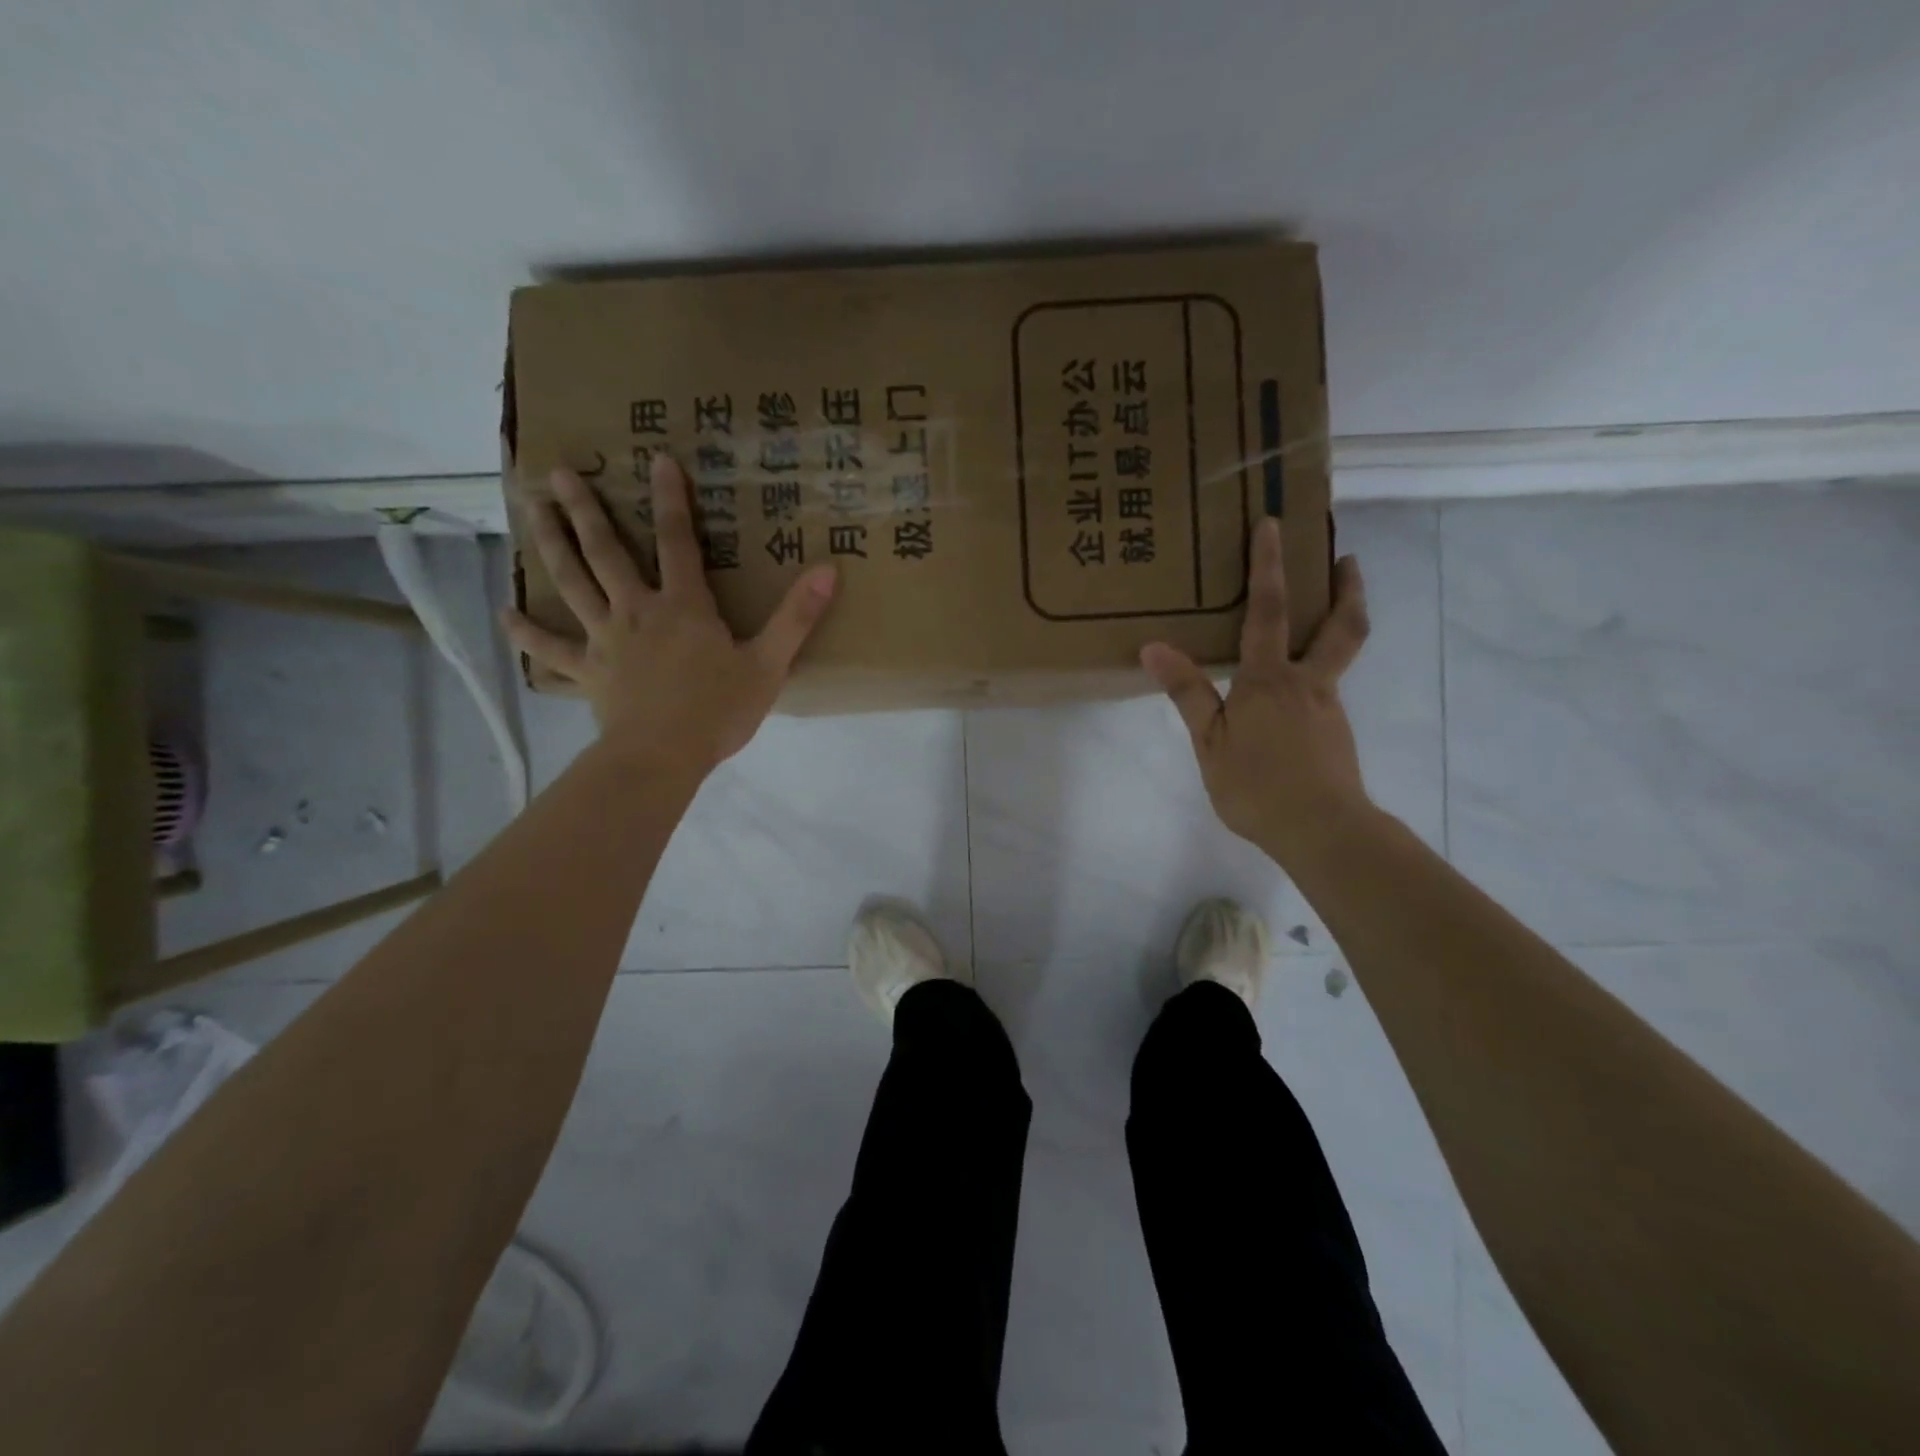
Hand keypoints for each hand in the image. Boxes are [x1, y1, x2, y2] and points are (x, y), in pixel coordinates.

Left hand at [505, 456, 836, 779]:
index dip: (670, 500)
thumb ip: (797, 617)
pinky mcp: (588, 672)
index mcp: (683, 606)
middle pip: (606, 552)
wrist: (663, 756)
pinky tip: (504, 613)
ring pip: (572, 584)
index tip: (658, 459)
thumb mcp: (769, 664)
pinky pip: (551, 651)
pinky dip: (527, 633)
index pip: (677, 541)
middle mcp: (637, 611)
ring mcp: (606, 640)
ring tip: (529, 510)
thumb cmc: (719, 711)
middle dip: (585, 509)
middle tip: (559, 472)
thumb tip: (829, 570)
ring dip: (551, 544)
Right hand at [1141, 517, 1373, 865]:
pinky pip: (1327, 688)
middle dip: (1344, 588)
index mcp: (1269, 679)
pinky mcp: (1335, 732)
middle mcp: (1306, 682)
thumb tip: (1154, 648)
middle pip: (1339, 626)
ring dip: (1340, 622)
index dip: (1268, 566)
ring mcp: (1327, 707)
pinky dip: (1321, 669)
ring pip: (1339, 654)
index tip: (1272, 525)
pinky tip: (1298, 691)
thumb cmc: (1256, 785)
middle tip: (1346, 560)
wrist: (1321, 830)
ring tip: (1328, 612)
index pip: (1268, 611)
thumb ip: (1188, 693)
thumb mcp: (1210, 742)